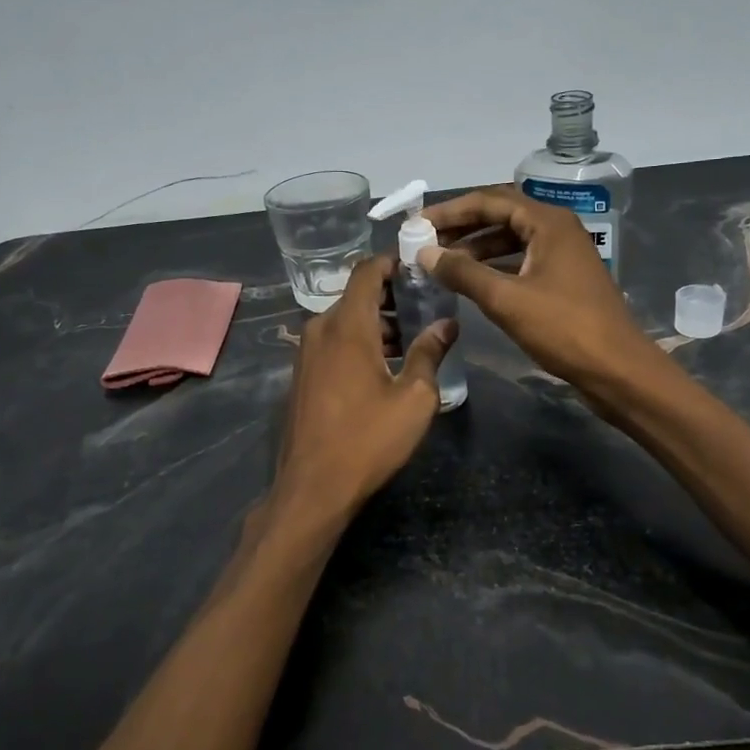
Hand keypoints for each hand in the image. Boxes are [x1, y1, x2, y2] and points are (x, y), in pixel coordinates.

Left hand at [273, 254, 456, 514]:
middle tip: (426, 306)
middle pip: (356, 295)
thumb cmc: (368, 439)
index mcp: (347, 326)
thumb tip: (447, 323)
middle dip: (391, 296)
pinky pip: (333, 343)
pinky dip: (358, 342)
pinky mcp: (302, 376)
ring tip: (411, 339)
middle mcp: (320, 330)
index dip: (393, 262)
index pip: (367, 271)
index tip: (421, 267)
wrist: (313, 487)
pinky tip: (383, 366)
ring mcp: (306, 354)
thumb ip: (430, 353)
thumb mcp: (414, 398)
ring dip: (376, 323)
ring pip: (344, 321)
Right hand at [419, 186, 658, 397]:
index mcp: (548, 222)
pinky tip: (471, 281)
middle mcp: (556, 229)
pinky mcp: (563, 279)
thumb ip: (463, 273)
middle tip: (425, 241)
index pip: (489, 201)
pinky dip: (494, 266)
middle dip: (461, 227)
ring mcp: (562, 254)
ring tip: (441, 263)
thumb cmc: (563, 328)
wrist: (617, 369)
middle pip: (500, 215)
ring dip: (476, 248)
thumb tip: (425, 253)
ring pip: (510, 239)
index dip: (450, 211)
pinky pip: (521, 260)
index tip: (417, 224)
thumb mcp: (506, 299)